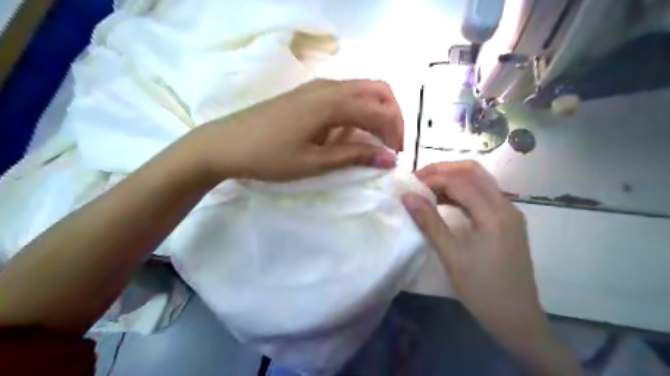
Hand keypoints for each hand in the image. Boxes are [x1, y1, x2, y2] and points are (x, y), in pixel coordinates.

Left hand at [178, 77, 401, 182]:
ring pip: (362, 90)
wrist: (224, 144)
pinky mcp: (308, 93)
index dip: (394, 132)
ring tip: (374, 141)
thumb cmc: (268, 157)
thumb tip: (389, 158)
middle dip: (392, 116)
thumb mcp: (314, 162)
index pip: (379, 110)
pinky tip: (349, 133)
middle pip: (378, 90)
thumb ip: (354, 156)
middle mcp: (329, 87)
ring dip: (376, 112)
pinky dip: (358, 111)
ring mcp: (317, 87)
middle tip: (390, 144)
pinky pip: (345, 95)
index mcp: (331, 103)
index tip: (395, 156)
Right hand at [405, 159, 545, 344]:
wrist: (516, 317)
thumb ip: (429, 222)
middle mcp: (506, 206)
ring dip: (452, 178)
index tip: (410, 185)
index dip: (432, 177)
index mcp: (494, 214)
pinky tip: (445, 201)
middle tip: (418, 179)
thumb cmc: (481, 289)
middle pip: (473, 171)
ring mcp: (509, 212)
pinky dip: (462, 191)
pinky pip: (483, 194)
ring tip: (427, 188)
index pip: (460, 180)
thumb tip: (407, 196)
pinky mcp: (507, 221)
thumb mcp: (451, 255)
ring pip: (479, 180)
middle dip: (443, 170)